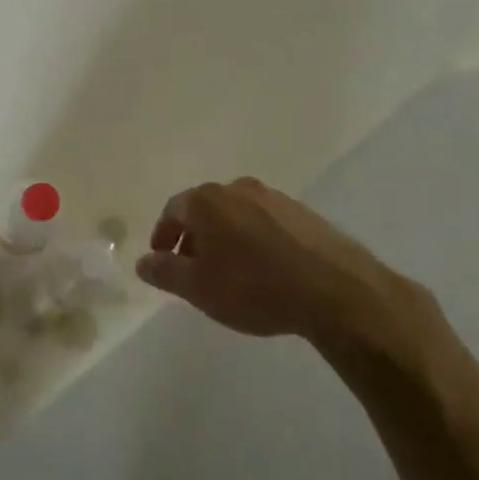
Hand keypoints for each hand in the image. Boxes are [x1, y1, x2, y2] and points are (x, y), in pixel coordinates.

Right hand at [136, 178, 443, 360]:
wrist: (335, 290)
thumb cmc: (254, 287)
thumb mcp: (198, 288)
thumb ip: (165, 272)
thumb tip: (143, 262)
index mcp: (208, 201)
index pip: (173, 210)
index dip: (163, 235)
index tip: (163, 260)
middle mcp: (238, 189)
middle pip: (205, 209)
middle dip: (194, 237)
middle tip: (193, 269)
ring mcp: (275, 197)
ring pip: (237, 214)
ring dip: (225, 238)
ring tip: (229, 272)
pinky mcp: (303, 213)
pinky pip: (265, 222)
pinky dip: (254, 240)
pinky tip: (264, 270)